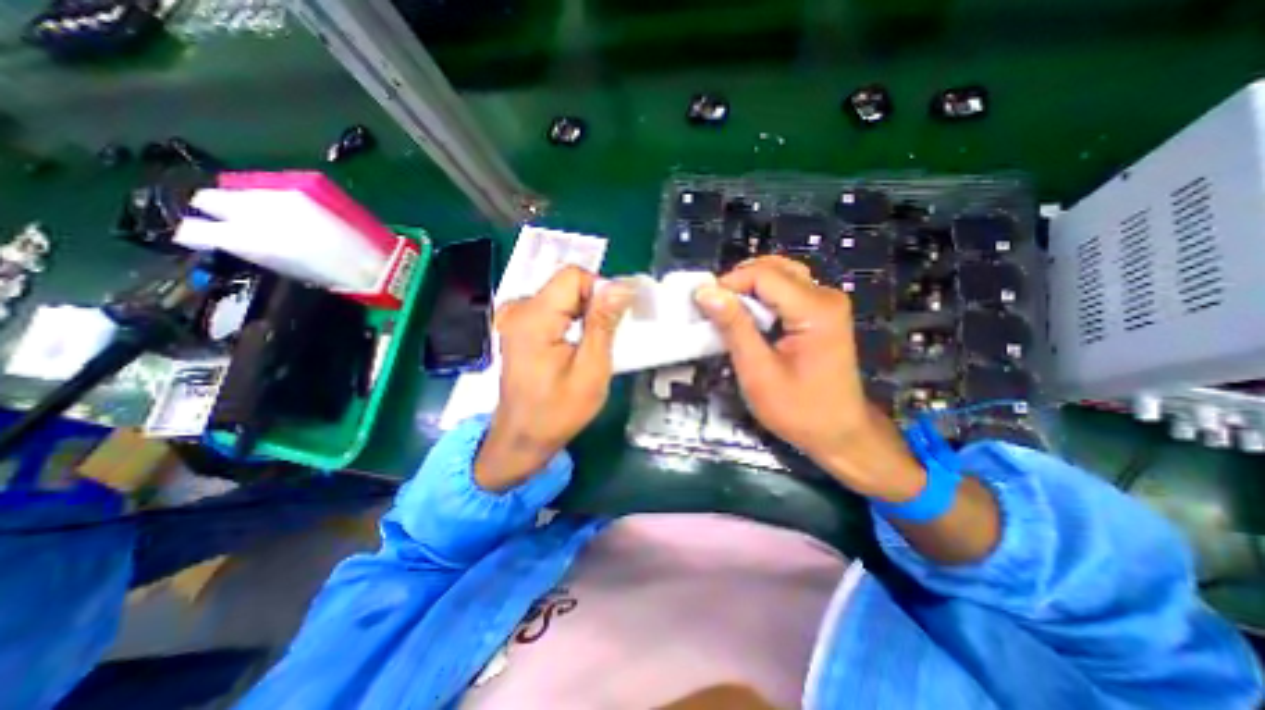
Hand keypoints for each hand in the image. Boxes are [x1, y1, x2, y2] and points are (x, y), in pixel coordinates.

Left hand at [476, 267, 630, 493]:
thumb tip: (622, 285)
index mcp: (534, 317)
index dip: (600, 292)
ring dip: (584, 313)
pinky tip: (574, 345)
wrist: (522, 437)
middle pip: (567, 284)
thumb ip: (604, 323)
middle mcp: (518, 309)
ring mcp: (514, 317)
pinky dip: (571, 319)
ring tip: (590, 345)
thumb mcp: (591, 369)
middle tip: (603, 339)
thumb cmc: (558, 410)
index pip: (574, 275)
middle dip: (593, 305)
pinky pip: (552, 308)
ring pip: (563, 295)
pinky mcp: (518, 326)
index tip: (611, 323)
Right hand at [695, 258, 926, 502]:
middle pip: (772, 268)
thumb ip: (734, 327)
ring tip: (728, 313)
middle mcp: (825, 295)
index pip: (763, 275)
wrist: (841, 433)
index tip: (703, 305)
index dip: (728, 284)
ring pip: (778, 274)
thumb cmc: (799, 410)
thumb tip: (705, 292)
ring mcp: (826, 302)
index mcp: (815, 309)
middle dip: (737, 283)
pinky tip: (749, 318)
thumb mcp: (759, 372)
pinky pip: (786, 289)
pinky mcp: (821, 311)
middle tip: (714, 310)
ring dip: (748, 288)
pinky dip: (761, 297)